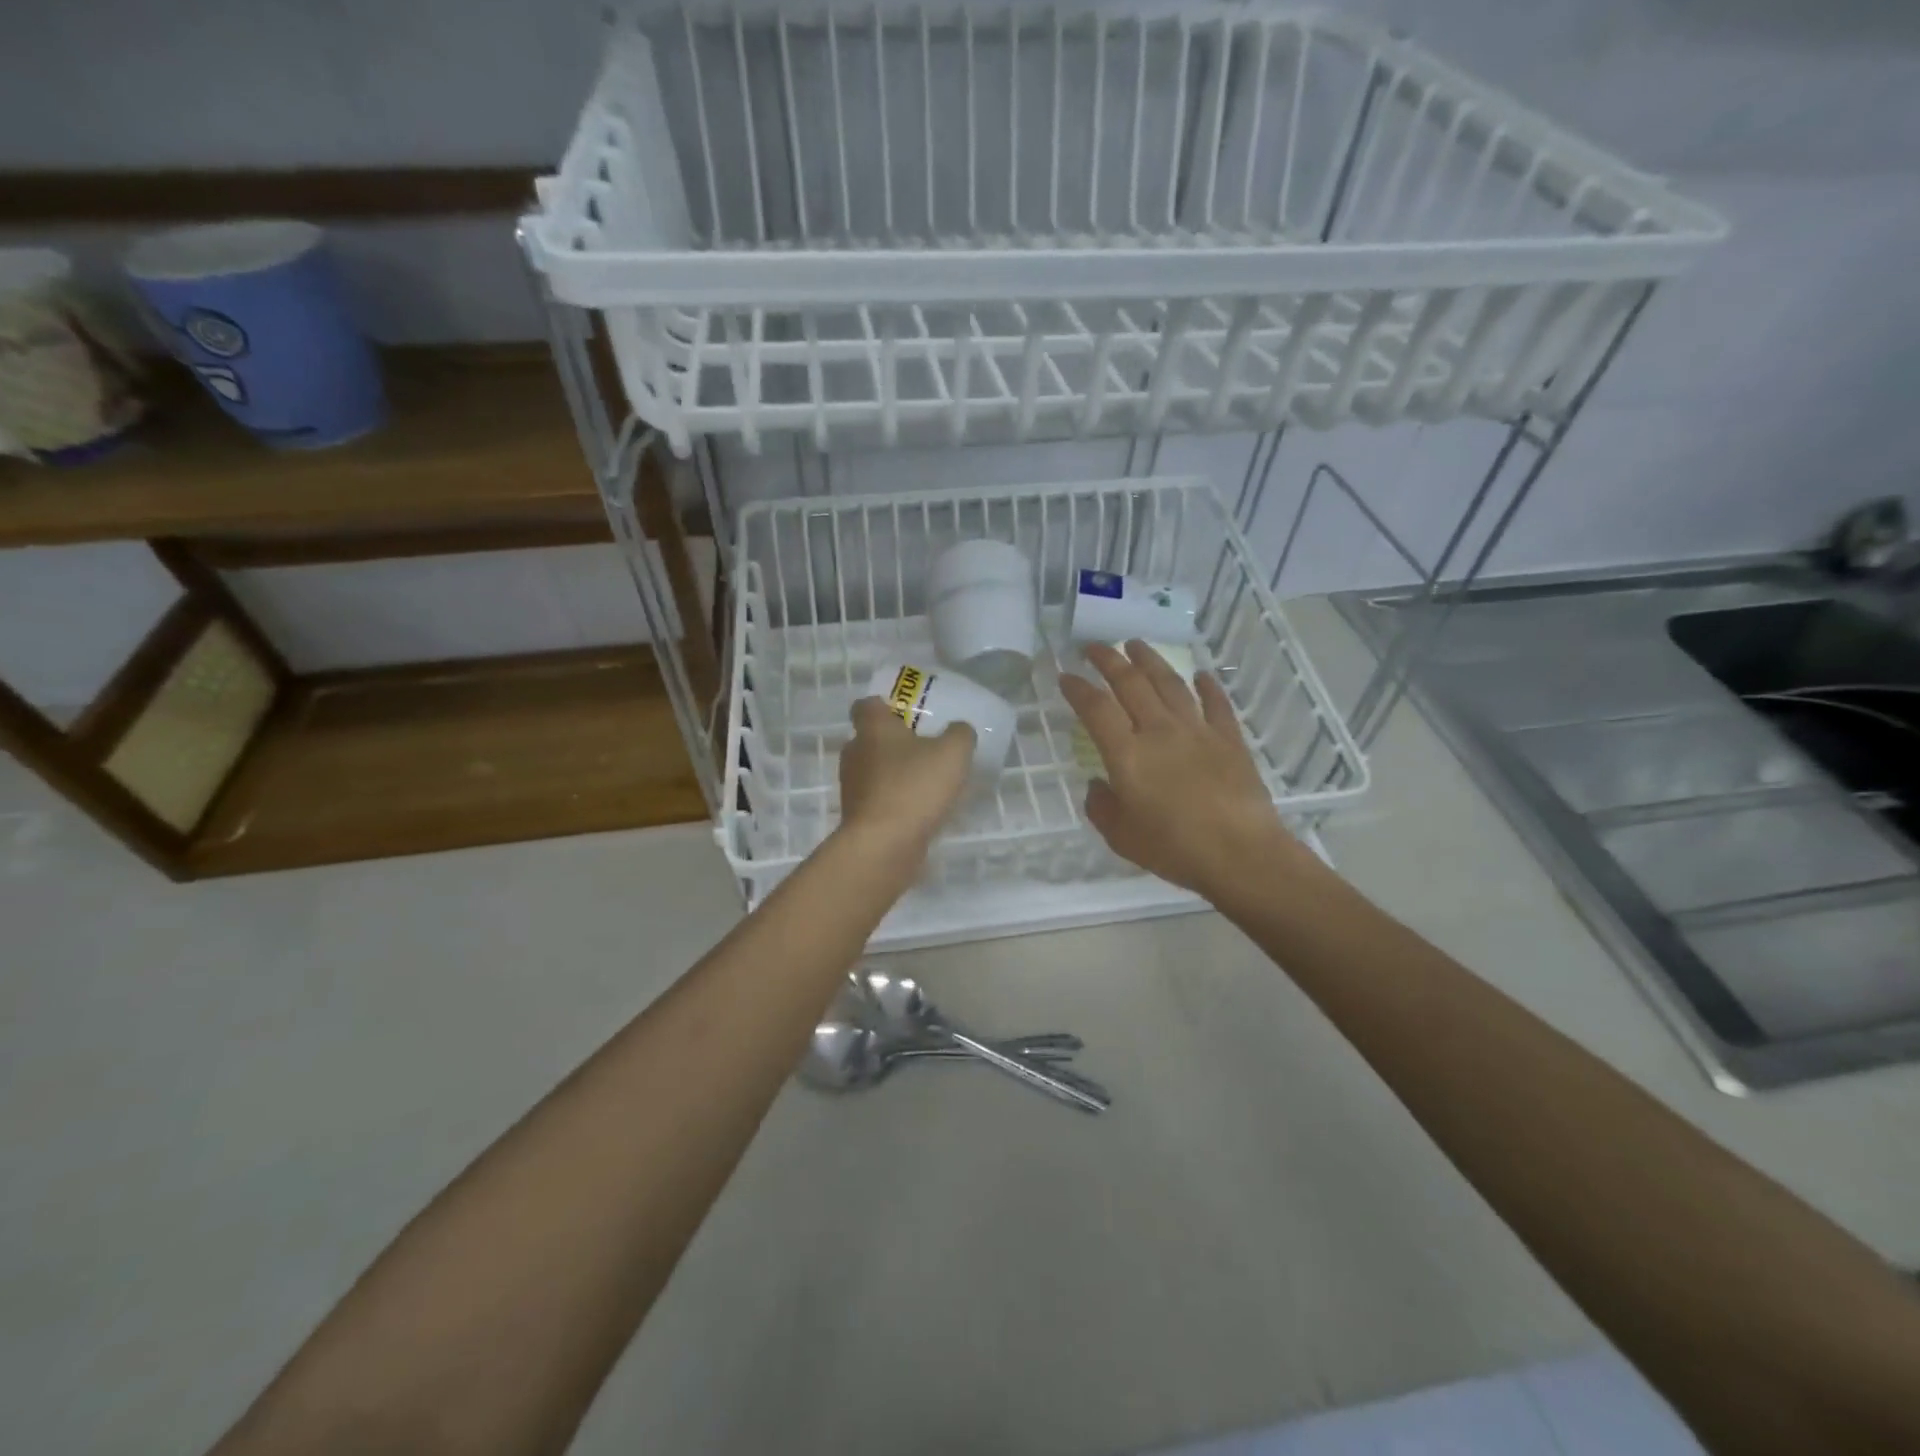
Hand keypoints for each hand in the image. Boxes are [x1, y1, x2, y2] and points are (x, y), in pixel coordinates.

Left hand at [837, 697, 975, 855]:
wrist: (883, 845)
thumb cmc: (914, 787)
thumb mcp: (953, 753)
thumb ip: (960, 734)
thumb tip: (958, 730)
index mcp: (872, 728)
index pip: (865, 705)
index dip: (884, 705)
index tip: (906, 713)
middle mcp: (855, 753)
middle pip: (870, 739)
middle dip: (895, 742)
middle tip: (926, 747)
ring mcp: (853, 787)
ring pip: (874, 771)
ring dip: (896, 773)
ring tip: (928, 782)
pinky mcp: (858, 817)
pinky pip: (879, 800)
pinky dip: (896, 801)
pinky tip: (921, 810)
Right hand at [1060, 641, 1307, 899]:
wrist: (1240, 854)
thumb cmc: (1174, 848)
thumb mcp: (1121, 837)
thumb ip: (1101, 807)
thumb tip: (1098, 785)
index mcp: (1127, 755)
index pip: (1096, 709)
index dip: (1078, 689)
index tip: (1065, 676)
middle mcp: (1159, 731)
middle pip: (1130, 684)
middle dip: (1108, 660)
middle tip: (1093, 647)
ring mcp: (1197, 731)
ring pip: (1169, 683)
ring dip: (1150, 660)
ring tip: (1136, 644)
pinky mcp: (1229, 739)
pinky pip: (1216, 704)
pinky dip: (1207, 686)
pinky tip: (1200, 675)